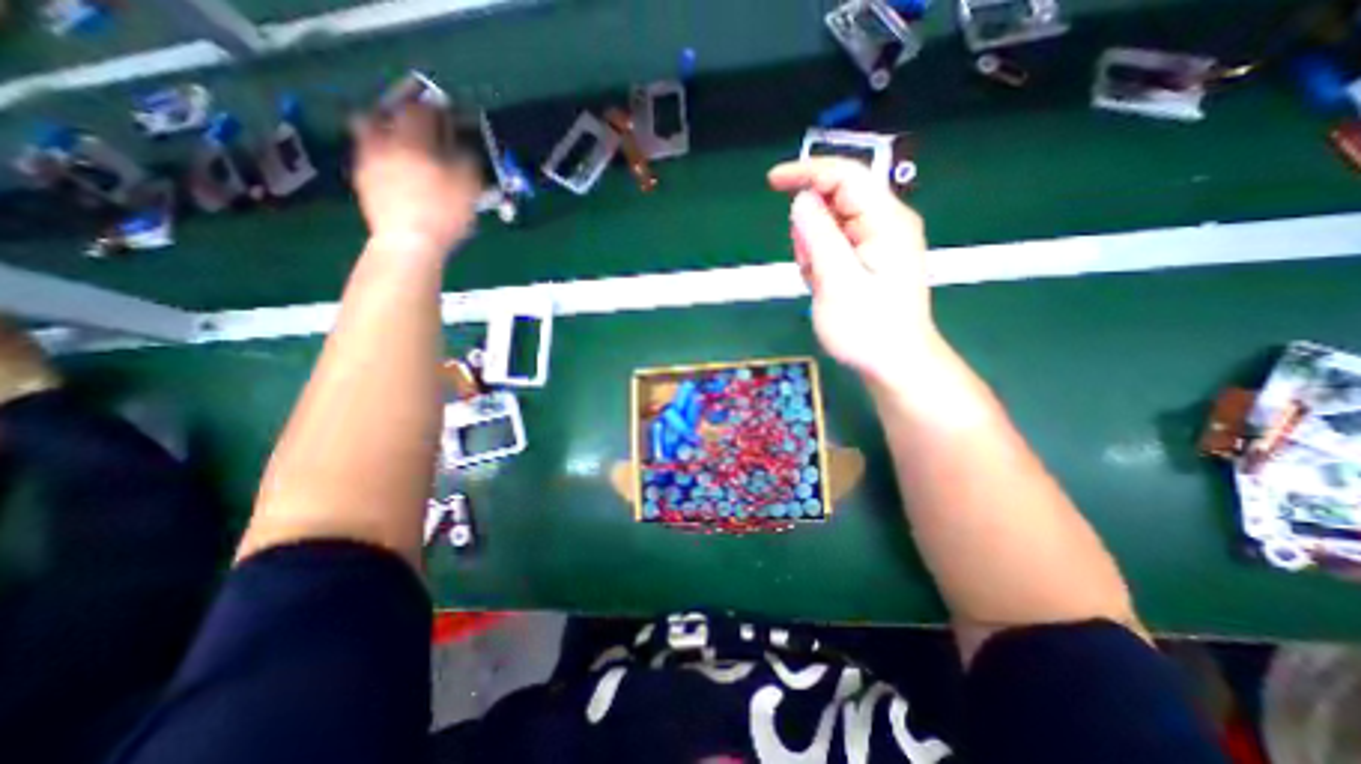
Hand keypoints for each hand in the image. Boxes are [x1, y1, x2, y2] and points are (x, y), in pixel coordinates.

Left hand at [348, 102, 484, 255]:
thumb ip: (467, 161)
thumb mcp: (468, 188)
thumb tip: (463, 149)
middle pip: (386, 113)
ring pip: (368, 130)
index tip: (447, 115)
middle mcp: (384, 140)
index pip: (422, 110)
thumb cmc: (443, 213)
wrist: (408, 242)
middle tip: (418, 123)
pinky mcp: (362, 180)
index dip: (436, 109)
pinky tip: (395, 168)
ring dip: (384, 130)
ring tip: (401, 144)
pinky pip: (368, 154)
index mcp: (413, 139)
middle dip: (402, 113)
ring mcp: (368, 159)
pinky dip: (380, 154)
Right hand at [770, 159, 942, 386]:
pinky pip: (835, 247)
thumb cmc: (867, 328)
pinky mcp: (870, 259)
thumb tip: (802, 200)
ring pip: (831, 227)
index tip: (772, 182)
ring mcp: (878, 242)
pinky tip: (825, 286)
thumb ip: (819, 237)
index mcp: (885, 221)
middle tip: (810, 268)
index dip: (807, 172)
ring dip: (814, 251)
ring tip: (820, 283)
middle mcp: (885, 223)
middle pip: (836, 202)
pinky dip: (821, 262)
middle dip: (811, 230)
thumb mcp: (837, 282)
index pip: (845, 175)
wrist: (894, 363)